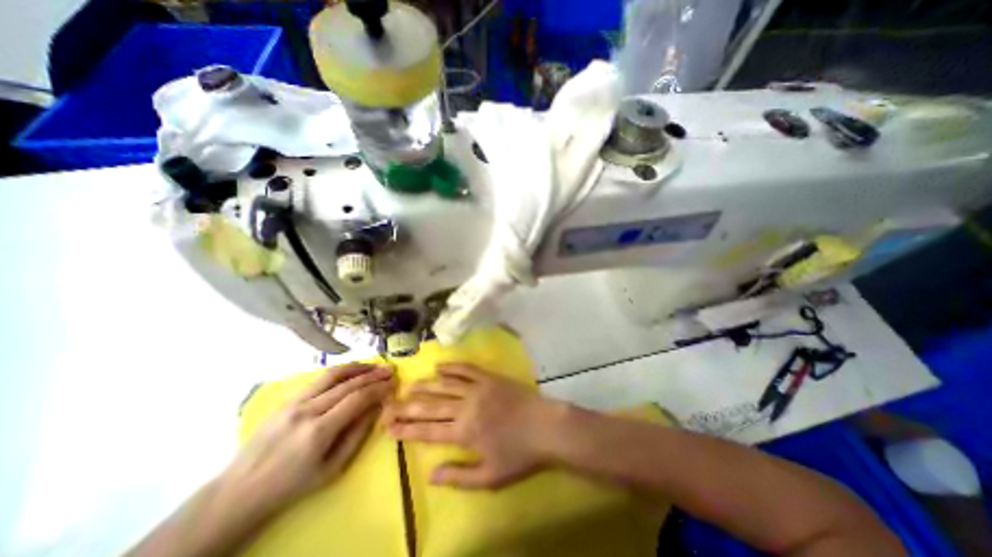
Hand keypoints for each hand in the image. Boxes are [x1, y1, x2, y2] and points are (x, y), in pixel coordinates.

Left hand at [222, 366, 392, 512]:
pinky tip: (350, 372)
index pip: (358, 398)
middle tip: (390, 369)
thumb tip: (377, 409)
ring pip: (332, 375)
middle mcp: (307, 410)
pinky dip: (339, 372)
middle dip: (373, 375)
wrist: (239, 491)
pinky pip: (318, 379)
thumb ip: (357, 435)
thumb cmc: (291, 485)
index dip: (378, 388)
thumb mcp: (332, 469)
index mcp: (319, 431)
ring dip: (357, 367)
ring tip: (373, 365)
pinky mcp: (287, 400)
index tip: (393, 383)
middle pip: (348, 384)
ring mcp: (295, 402)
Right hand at [385, 366, 560, 487]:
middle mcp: (466, 407)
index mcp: (464, 432)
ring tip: (409, 385)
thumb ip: (458, 476)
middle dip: (408, 405)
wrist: (545, 426)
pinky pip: (466, 369)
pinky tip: (440, 366)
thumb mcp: (490, 477)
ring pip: (445, 384)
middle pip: (431, 405)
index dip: (407, 428)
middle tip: (390, 403)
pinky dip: (451, 366)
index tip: (389, 426)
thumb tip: (430, 475)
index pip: (428, 430)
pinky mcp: (489, 377)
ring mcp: (478, 388)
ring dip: (426, 385)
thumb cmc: (519, 454)